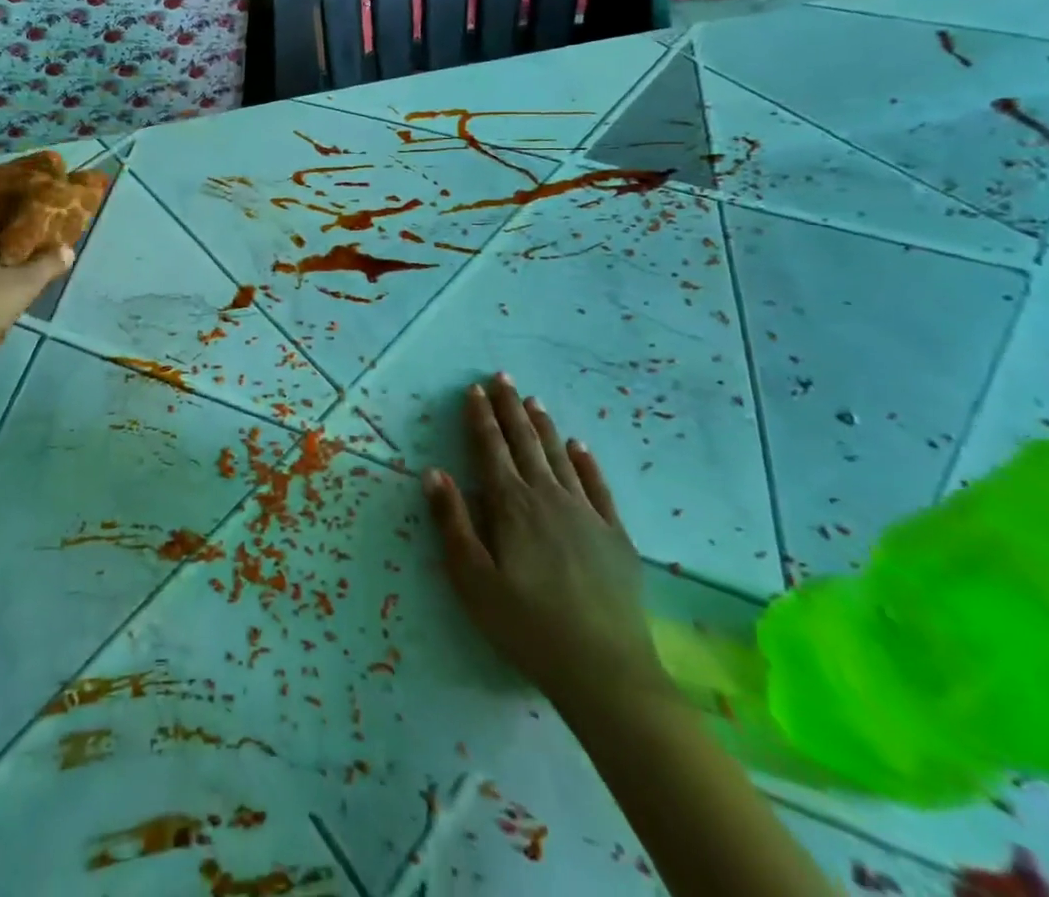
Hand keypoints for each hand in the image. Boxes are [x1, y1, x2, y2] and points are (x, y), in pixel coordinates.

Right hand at [423, 375, 671, 725]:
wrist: (605, 670)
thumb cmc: (526, 626)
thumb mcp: (472, 580)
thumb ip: (451, 522)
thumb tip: (433, 472)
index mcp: (511, 506)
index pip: (491, 449)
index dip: (480, 417)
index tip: (474, 389)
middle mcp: (548, 497)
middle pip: (525, 442)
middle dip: (510, 408)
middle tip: (502, 378)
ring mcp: (586, 513)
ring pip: (559, 456)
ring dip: (543, 426)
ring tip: (533, 400)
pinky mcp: (615, 535)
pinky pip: (597, 486)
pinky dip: (585, 461)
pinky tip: (578, 446)